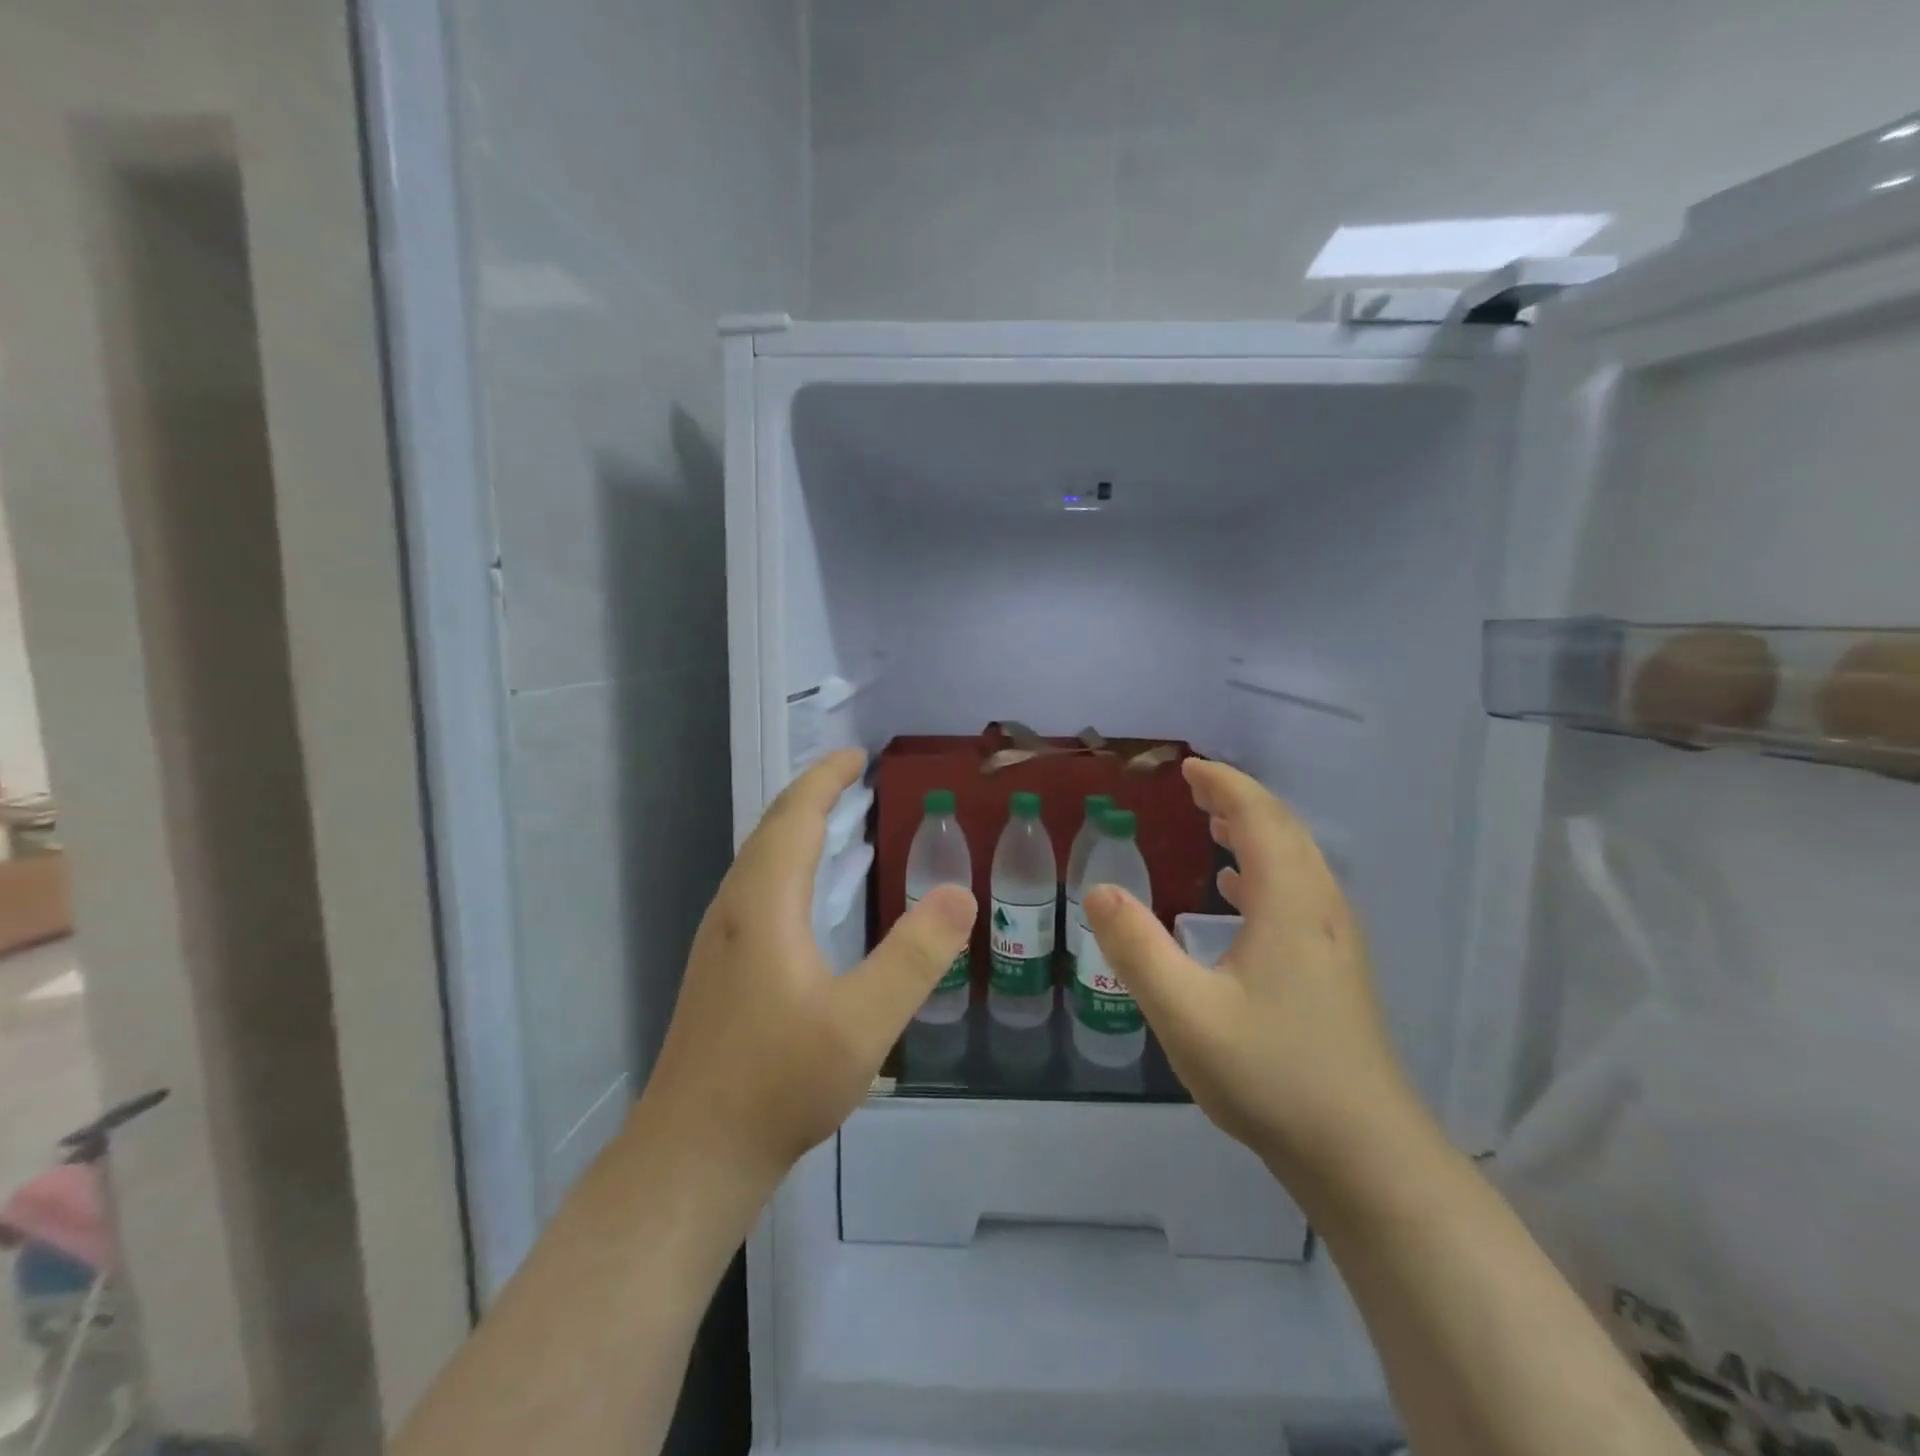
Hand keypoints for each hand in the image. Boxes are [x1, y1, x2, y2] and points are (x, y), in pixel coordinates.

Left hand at [641, 749, 976, 1191]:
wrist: (692, 1156)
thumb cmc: (778, 1084)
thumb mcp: (862, 1023)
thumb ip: (914, 956)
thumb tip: (959, 893)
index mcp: (765, 904)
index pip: (795, 818)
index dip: (826, 780)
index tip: (858, 755)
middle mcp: (735, 908)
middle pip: (772, 830)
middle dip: (813, 794)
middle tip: (854, 776)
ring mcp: (721, 939)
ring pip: (759, 860)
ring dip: (797, 828)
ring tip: (839, 820)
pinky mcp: (720, 968)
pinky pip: (758, 888)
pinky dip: (789, 863)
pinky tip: (811, 894)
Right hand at [1083, 758, 1420, 1179]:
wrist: (1364, 1156)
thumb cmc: (1272, 1076)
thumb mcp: (1186, 1013)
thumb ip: (1137, 949)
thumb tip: (1099, 891)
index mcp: (1290, 904)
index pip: (1261, 819)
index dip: (1225, 786)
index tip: (1188, 768)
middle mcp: (1320, 909)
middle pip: (1286, 831)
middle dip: (1240, 800)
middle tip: (1195, 787)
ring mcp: (1334, 940)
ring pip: (1298, 861)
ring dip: (1257, 831)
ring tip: (1215, 823)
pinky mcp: (1336, 968)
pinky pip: (1300, 891)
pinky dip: (1267, 868)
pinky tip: (1239, 891)